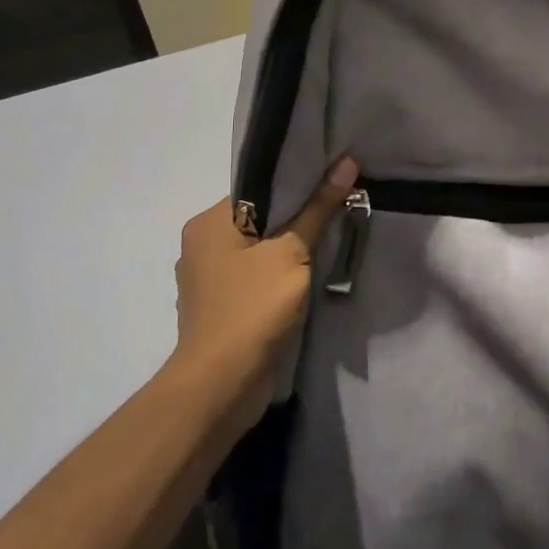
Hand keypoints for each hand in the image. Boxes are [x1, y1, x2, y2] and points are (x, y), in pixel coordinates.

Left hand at [168, 157, 358, 427]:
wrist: (221, 386)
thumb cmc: (252, 308)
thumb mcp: (292, 253)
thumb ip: (318, 209)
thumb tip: (347, 163)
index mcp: (208, 223)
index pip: (258, 188)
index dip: (298, 183)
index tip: (334, 181)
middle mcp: (201, 246)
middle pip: (260, 218)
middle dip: (298, 217)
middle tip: (341, 209)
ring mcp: (209, 281)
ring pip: (260, 251)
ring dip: (292, 250)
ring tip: (332, 240)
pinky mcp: (222, 308)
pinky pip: (257, 278)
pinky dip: (281, 276)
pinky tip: (309, 278)